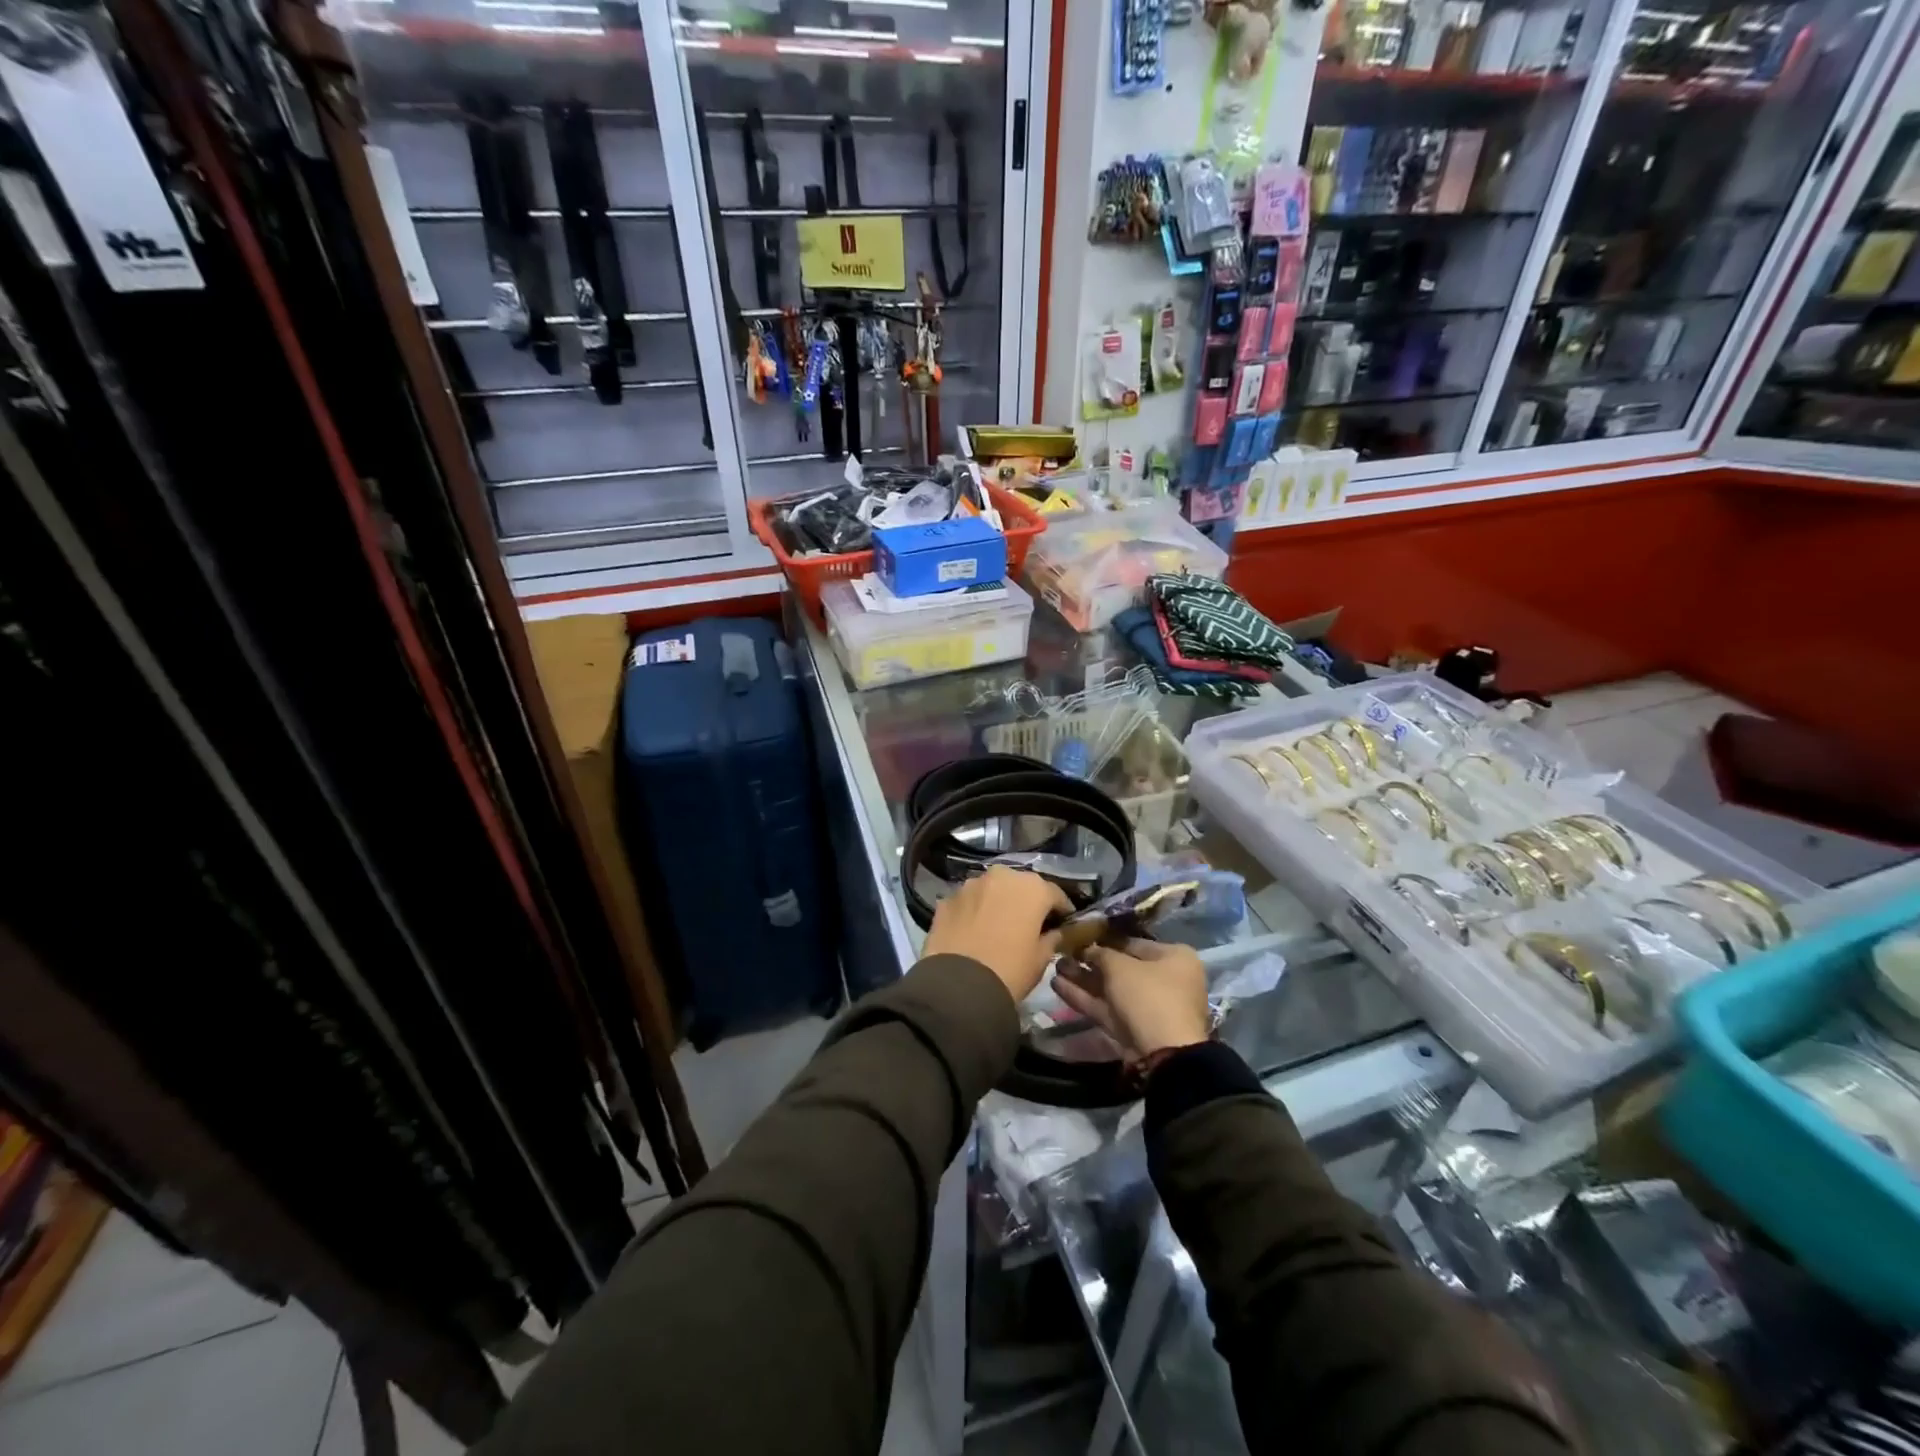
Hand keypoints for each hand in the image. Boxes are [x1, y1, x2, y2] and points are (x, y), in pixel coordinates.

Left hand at [924, 867, 1072, 1003]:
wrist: (959, 986)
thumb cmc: (1010, 970)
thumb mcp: (1041, 959)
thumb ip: (1052, 939)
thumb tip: (1054, 932)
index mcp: (1032, 888)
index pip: (1055, 894)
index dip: (1061, 909)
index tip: (1064, 922)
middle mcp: (1002, 876)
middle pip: (1021, 886)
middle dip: (1027, 901)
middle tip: (1030, 923)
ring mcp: (971, 885)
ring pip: (992, 889)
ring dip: (998, 902)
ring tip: (999, 924)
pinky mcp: (947, 899)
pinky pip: (968, 901)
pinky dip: (974, 911)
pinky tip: (974, 930)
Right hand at [1051, 939, 1210, 1059]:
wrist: (1163, 1054)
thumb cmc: (1148, 996)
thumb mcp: (1120, 966)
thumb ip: (1101, 954)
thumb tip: (1088, 950)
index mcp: (1175, 958)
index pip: (1134, 943)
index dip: (1104, 940)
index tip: (1080, 938)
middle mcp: (1166, 980)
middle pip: (1121, 968)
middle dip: (1089, 962)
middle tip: (1062, 954)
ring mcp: (1149, 1007)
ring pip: (1111, 990)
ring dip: (1083, 979)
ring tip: (1055, 967)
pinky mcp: (1134, 1029)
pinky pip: (1108, 1008)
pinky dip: (1085, 998)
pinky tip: (1057, 985)